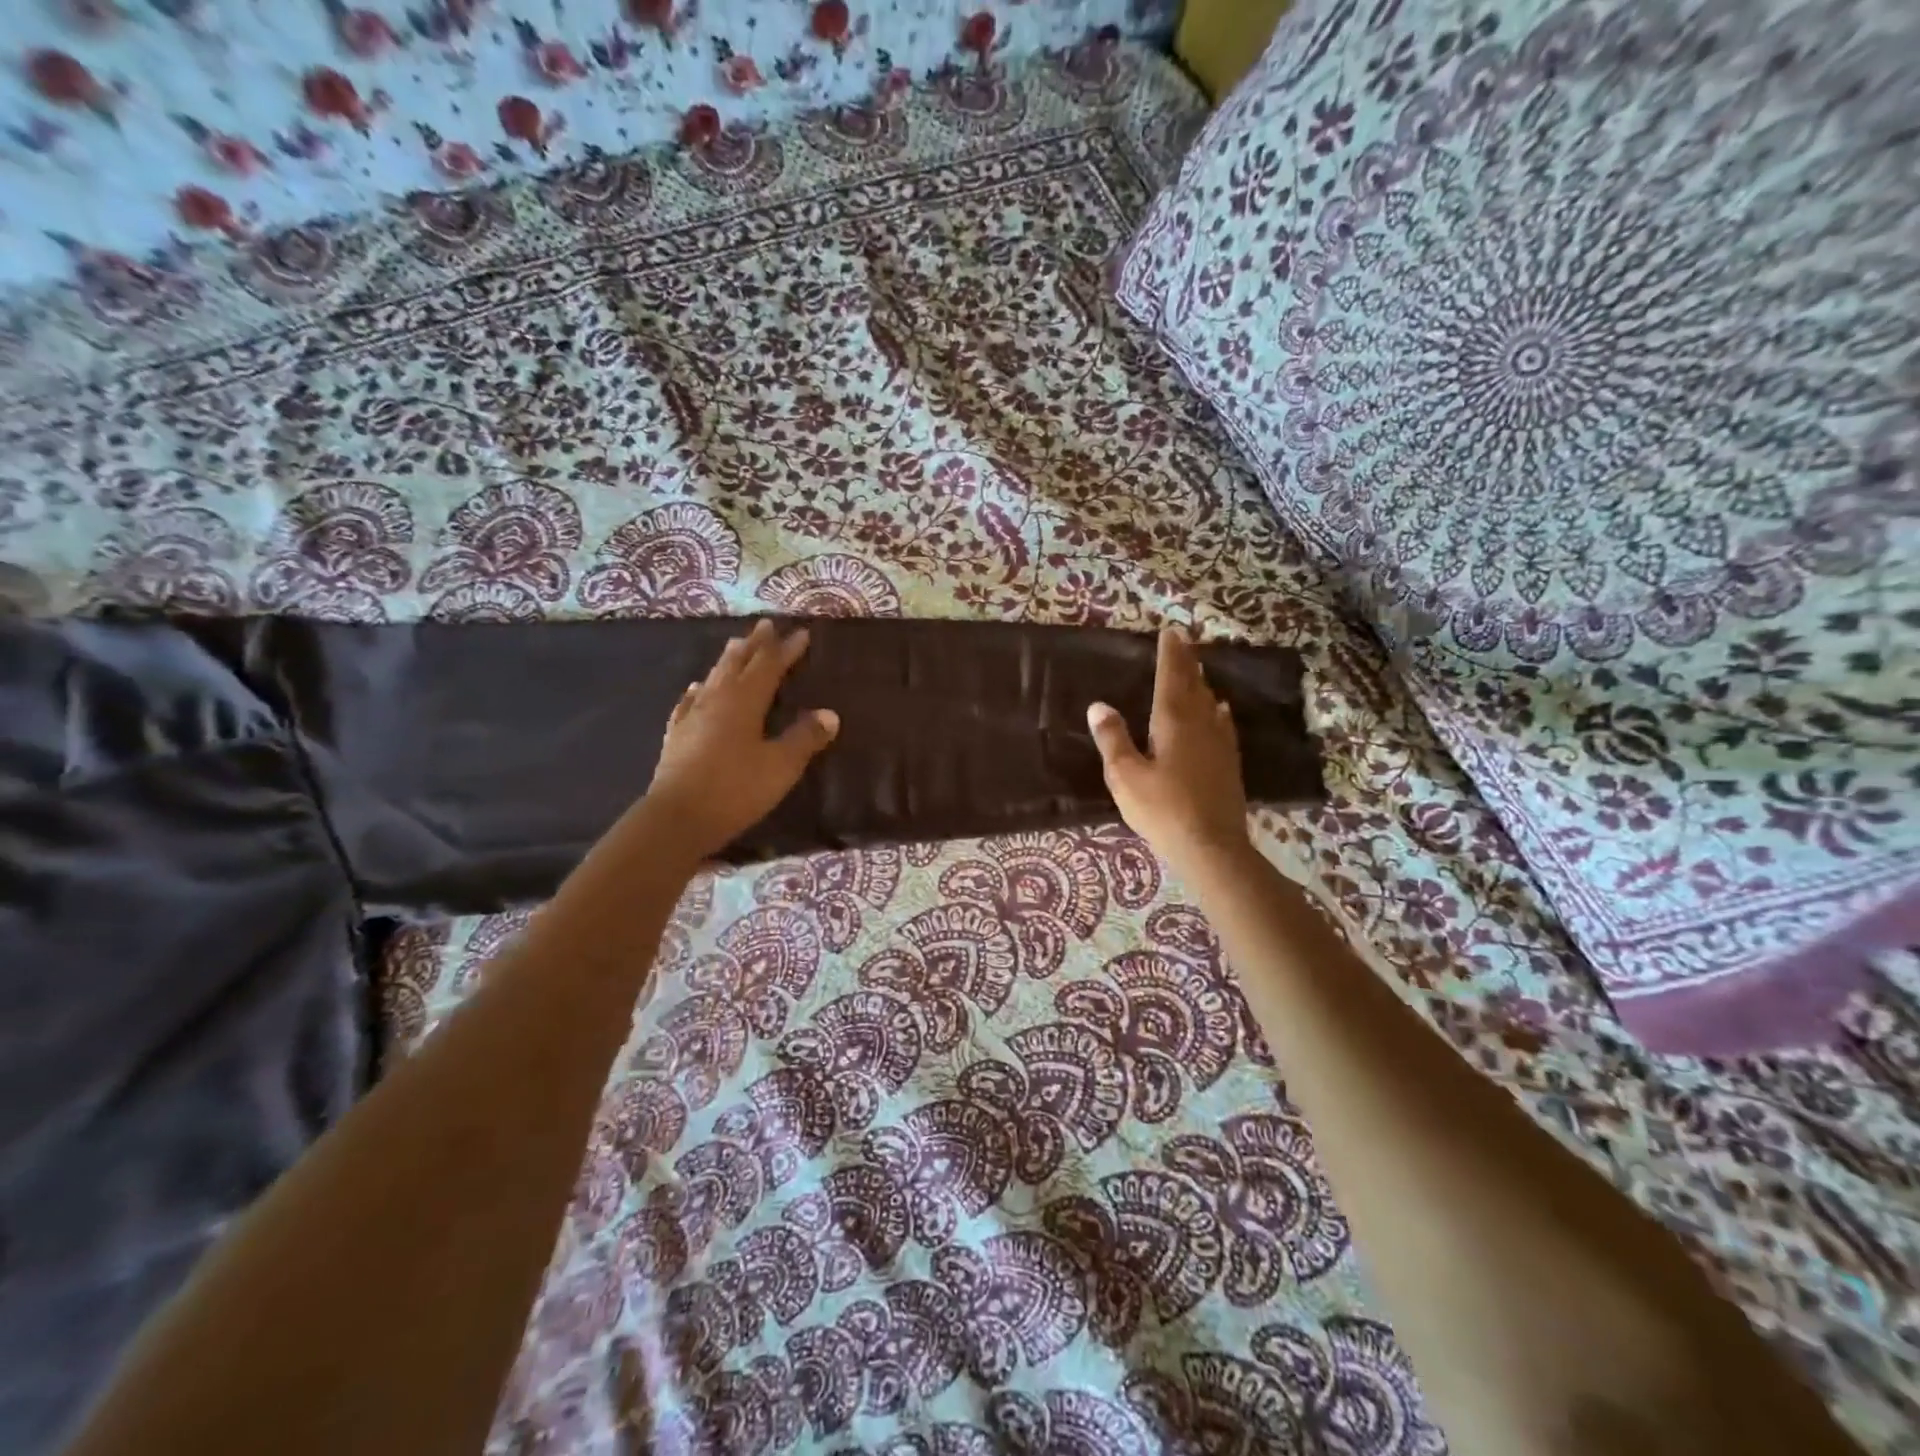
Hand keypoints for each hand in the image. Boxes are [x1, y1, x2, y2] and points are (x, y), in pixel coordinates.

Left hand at [645, 619, 838, 862]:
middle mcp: (717, 700)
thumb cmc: (736, 789)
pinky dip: (698, 690)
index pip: (769, 666)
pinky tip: (696, 688)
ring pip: (713, 677)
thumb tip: (830, 714)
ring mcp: (692, 716)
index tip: (801, 634)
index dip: (786, 650)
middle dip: (755, 644)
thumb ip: (804, 738)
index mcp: (744, 701)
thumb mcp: (781, 766)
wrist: (678, 818)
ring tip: (735, 645)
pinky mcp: (677, 736)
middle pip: (737, 663)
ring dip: (728, 659)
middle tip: (765, 625)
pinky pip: (690, 702)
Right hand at [1087, 627, 1250, 878]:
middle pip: (1194, 685)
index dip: (1170, 655)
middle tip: (1183, 641)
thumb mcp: (1125, 776)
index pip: (1171, 678)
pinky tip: (1220, 711)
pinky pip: (1222, 724)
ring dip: (1202, 683)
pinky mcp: (1228, 763)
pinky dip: (1217, 711)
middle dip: (1187, 662)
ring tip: (1197, 670)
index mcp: (1172, 722)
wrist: (1211, 846)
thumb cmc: (1162, 810)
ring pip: (1210, 703)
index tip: (1170, 632)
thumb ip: (1113, 739)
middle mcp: (1200, 724)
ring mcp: (1219, 743)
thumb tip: (1099, 705)